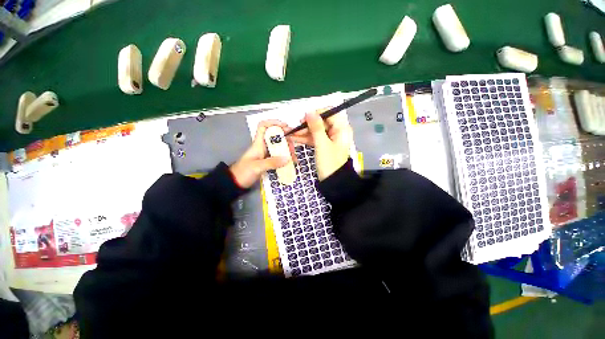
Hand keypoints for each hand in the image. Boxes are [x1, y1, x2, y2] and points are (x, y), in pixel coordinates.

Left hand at [230, 120, 295, 187]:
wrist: (236, 183)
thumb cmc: (243, 172)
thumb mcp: (257, 167)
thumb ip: (272, 163)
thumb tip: (287, 158)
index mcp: (258, 144)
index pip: (263, 126)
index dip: (273, 123)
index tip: (285, 126)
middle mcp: (263, 147)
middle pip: (275, 137)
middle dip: (286, 139)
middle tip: (293, 146)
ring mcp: (266, 154)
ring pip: (278, 147)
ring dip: (287, 149)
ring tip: (294, 157)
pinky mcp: (268, 162)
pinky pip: (279, 157)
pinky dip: (285, 158)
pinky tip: (291, 162)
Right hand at [289, 110, 352, 180]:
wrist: (332, 182)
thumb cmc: (329, 163)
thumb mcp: (322, 144)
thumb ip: (316, 127)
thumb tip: (309, 111)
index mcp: (342, 129)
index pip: (330, 113)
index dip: (317, 114)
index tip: (304, 118)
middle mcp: (337, 132)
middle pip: (321, 122)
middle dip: (307, 125)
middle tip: (295, 129)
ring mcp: (330, 139)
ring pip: (316, 130)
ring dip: (304, 132)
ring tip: (291, 134)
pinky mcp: (324, 146)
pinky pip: (315, 138)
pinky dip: (306, 138)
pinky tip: (295, 138)